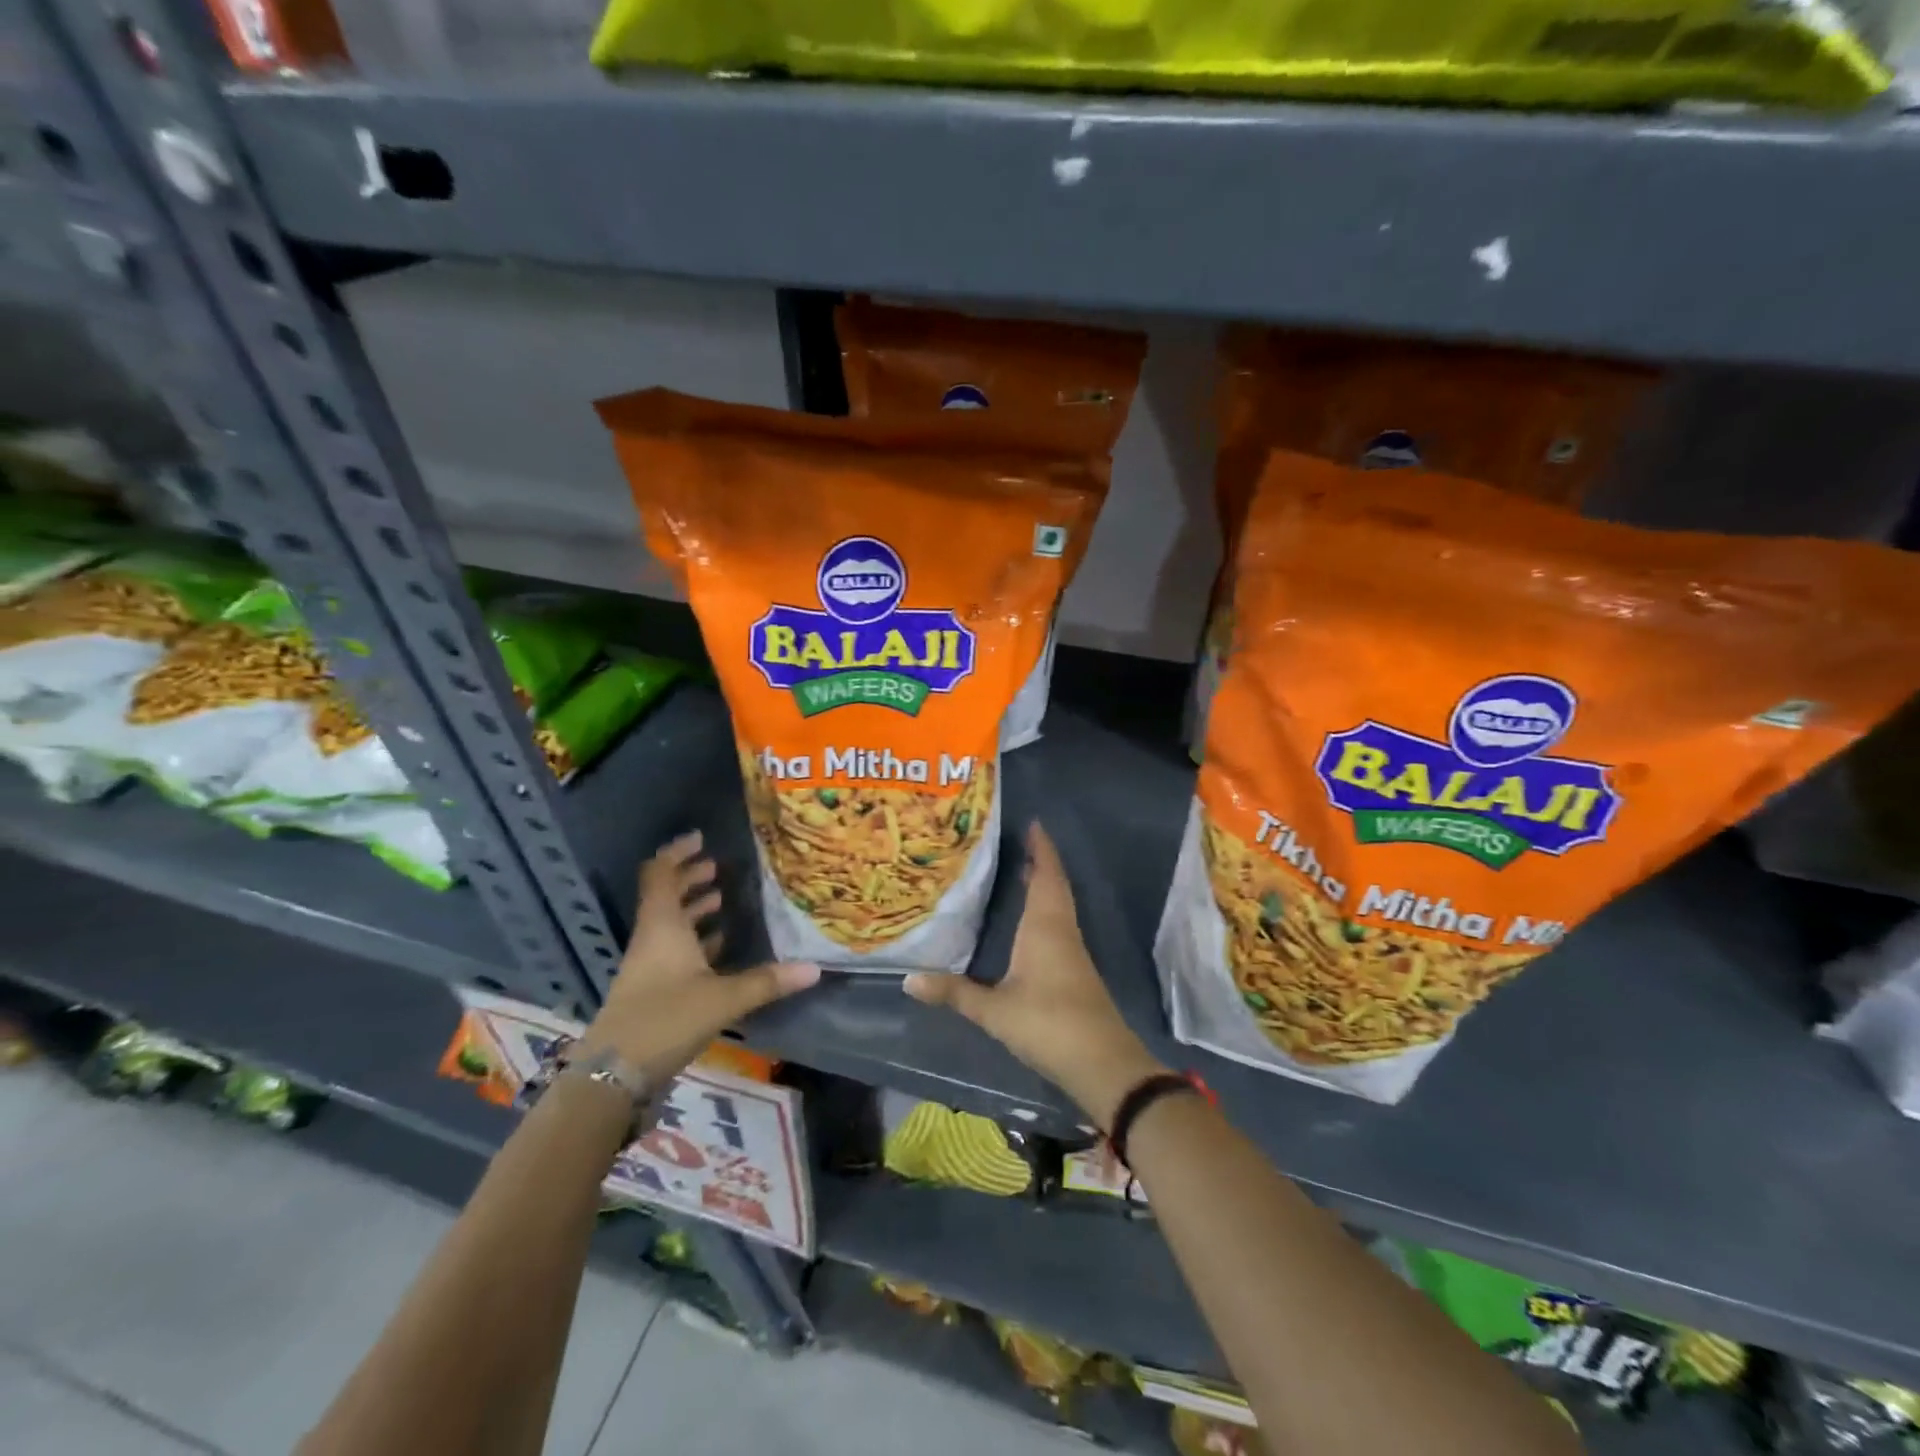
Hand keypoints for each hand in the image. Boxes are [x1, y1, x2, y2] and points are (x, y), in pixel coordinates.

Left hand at [578, 832, 818, 1081]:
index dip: (677, 853)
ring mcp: (649, 966)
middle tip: (717, 867)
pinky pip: (674, 951)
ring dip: (693, 909)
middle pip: (665, 896)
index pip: (660, 874)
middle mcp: (652, 938)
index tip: (700, 838)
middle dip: (690, 878)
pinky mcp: (652, 990)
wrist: (613, 1075)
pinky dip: (695, 941)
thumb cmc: (665, 1019)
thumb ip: (767, 981)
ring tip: (722, 899)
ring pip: (670, 925)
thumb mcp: (722, 998)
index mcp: (662, 926)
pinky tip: (719, 948)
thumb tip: (814, 968)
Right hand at [904, 823, 1166, 1127]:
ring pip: (1060, 905)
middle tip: (1020, 843)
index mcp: (1046, 927)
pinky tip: (1032, 920)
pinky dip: (1047, 909)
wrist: (1103, 1063)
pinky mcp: (1076, 970)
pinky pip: (1060, 924)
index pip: (1046, 876)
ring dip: (1045, 885)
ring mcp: (1073, 951)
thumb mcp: (995, 1011)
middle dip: (1041, 862)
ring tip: (1023, 872)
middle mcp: (1062, 930)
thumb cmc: (1049, 1024)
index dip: (1041, 849)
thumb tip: (908, 979)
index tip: (1034, 824)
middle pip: (1055, 886)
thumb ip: (954, 993)